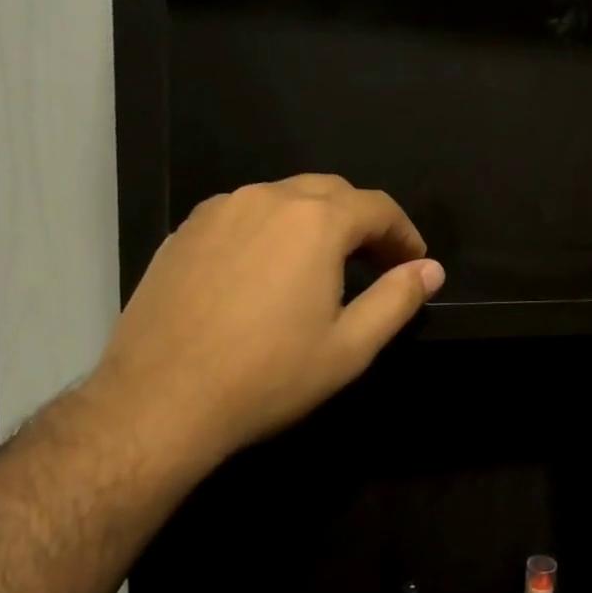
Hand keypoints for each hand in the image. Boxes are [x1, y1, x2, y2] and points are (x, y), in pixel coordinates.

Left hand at [88, 175, 444, 469]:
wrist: (160, 400)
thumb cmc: (269, 376)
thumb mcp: (350, 346)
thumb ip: (397, 299)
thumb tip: (431, 269)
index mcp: (315, 221)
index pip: (377, 207)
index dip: (404, 232)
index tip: (413, 262)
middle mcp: (267, 199)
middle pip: (330, 192)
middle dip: (361, 221)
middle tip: (375, 262)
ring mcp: (219, 211)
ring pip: (283, 198)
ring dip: (314, 222)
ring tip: (321, 266)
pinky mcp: (184, 231)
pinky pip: (242, 214)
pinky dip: (270, 230)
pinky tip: (265, 272)